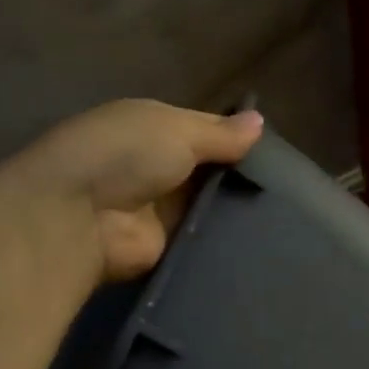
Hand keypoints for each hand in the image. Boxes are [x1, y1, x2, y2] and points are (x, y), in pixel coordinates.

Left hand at [6, 99, 264, 282]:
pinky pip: (204, 239)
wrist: (79, 216)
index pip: (205, 130)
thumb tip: (259, 122)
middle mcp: (157, 166)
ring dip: (237, 208)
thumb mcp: (176, 129)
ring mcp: (162, 209)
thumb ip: (220, 133)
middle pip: (209, 170)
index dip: (236, 137)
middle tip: (290, 186)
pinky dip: (226, 238)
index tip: (276, 150)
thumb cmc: (125, 154)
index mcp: (153, 127)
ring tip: (288, 213)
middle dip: (241, 175)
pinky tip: (266, 240)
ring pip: (210, 205)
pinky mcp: (166, 246)